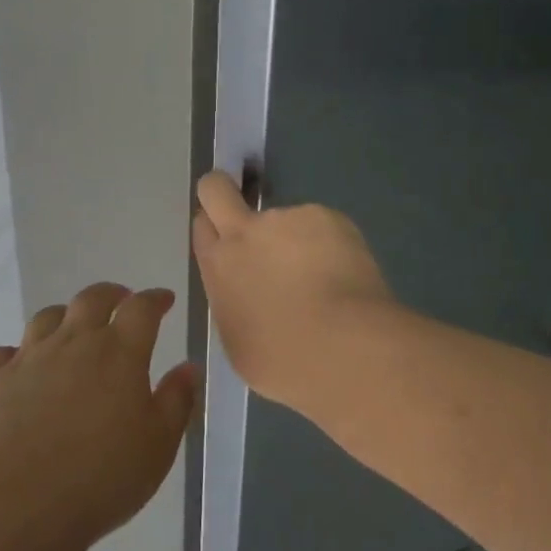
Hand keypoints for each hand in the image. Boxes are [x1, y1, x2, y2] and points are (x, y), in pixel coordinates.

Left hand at [0, 284, 195, 550]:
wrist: (13, 506)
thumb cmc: (99, 479)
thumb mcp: (157, 447)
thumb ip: (177, 402)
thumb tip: (189, 366)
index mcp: (118, 353)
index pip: (142, 309)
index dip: (155, 300)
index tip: (164, 299)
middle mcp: (73, 342)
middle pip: (91, 299)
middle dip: (110, 294)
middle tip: (120, 299)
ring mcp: (28, 357)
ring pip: (46, 318)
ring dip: (64, 316)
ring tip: (71, 327)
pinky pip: (0, 353)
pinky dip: (12, 355)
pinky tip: (16, 367)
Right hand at [191, 172, 404, 414]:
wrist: (346, 349)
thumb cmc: (286, 362)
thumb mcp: (238, 342)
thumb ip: (234, 303)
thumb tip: (246, 293)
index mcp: (219, 266)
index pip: (202, 226)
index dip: (213, 229)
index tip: (228, 241)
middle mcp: (245, 232)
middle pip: (216, 189)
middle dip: (221, 190)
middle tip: (244, 214)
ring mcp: (287, 218)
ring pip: (284, 220)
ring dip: (296, 240)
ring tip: (325, 281)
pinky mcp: (327, 217)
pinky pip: (322, 227)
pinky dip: (330, 246)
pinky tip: (347, 279)